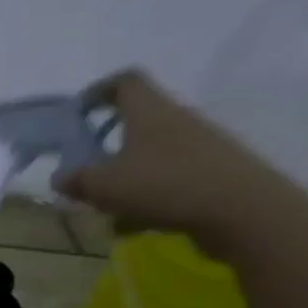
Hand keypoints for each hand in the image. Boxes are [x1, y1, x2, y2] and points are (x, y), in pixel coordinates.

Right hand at [56, 69, 307, 257]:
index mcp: (149, 111)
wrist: (246, 213)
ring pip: (153, 155)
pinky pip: (172, 179)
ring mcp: (202, 147)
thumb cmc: (165, 185)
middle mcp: (177, 120)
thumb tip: (60, 178)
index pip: (125, 81)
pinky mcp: (217, 174)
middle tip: (89, 168)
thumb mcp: (105, 186)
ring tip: (109, 210)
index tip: (80, 111)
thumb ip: (77, 180)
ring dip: (128, 177)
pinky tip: (138, 226)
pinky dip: (150, 197)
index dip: (100, 90)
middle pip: (139, 122)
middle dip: (110, 145)